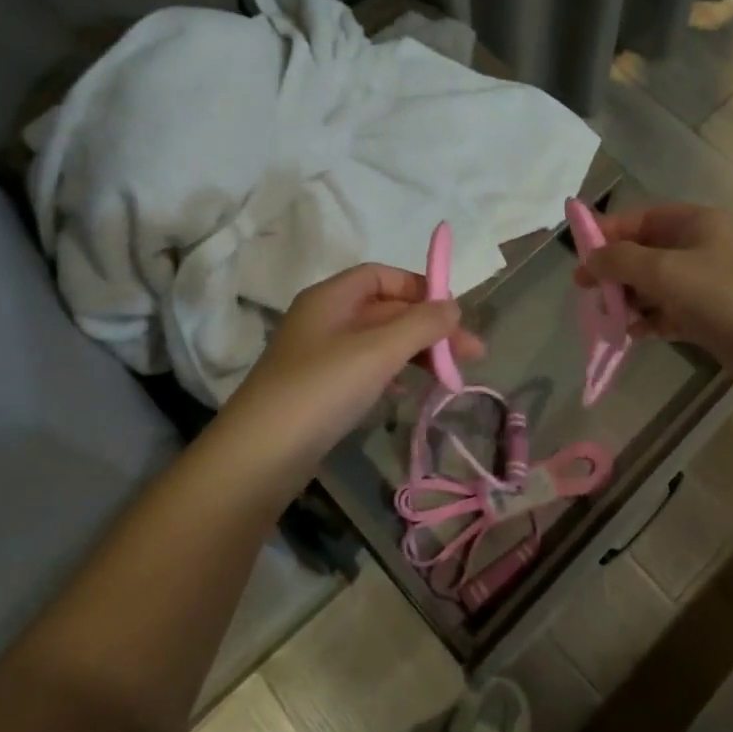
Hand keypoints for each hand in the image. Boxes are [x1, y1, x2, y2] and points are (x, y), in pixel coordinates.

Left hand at [220, 264, 484, 471]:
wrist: (259, 456)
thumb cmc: (322, 389)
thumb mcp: (378, 351)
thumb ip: (421, 325)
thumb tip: (454, 306)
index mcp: (332, 297)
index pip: (383, 275)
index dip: (420, 287)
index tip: (453, 313)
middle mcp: (325, 319)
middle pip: (387, 310)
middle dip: (429, 328)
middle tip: (473, 355)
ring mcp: (321, 356)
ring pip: (380, 343)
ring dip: (417, 354)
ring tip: (452, 378)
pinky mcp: (321, 390)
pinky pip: (367, 370)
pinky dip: (394, 376)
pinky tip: (410, 394)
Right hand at [576, 203, 732, 396]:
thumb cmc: (724, 296)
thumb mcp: (664, 271)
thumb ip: (619, 261)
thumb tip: (588, 260)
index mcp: (695, 223)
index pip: (640, 218)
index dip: (607, 232)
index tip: (578, 256)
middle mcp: (701, 247)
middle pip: (645, 251)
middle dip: (615, 270)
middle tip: (586, 292)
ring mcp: (708, 283)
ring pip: (655, 284)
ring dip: (629, 298)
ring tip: (607, 317)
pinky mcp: (712, 316)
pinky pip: (669, 312)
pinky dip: (649, 320)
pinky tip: (632, 335)